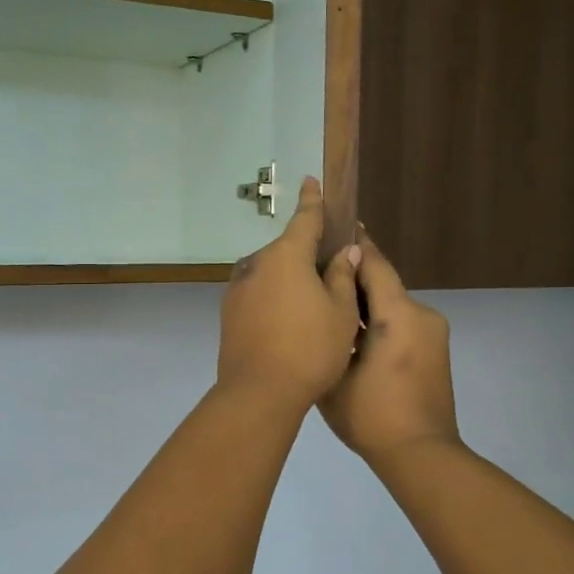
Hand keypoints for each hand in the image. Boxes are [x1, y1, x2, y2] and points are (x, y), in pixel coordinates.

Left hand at [217, 177, 362, 415]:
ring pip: (270, 274)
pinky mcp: (229, 314)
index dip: (312, 201)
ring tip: (312, 304)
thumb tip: (344, 251)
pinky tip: (289, 321)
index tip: (311, 181)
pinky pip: (258, 294)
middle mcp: (256, 265)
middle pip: (287, 250)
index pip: (304, 219)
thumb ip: (342, 276)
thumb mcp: (340, 312)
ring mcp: (237, 290)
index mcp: (286, 256)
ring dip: (289, 279)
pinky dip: (274, 298)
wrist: (258, 393)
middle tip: (331, 270)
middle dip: (307, 254)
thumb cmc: (310, 349)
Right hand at [319, 232, 459, 467]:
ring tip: (330, 307)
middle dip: (354, 278)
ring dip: (365, 304)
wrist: (420, 455)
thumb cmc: (372, 416)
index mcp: (399, 315)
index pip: (375, 265)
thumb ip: (331, 333)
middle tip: (319, 273)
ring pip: (392, 306)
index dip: (355, 243)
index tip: (337, 223)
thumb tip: (326, 305)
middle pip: (384, 284)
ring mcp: (433, 335)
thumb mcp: (336, 373)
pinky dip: (379, 323)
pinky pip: (402, 325)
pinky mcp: (435, 352)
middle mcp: (422, 316)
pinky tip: (352, 336)